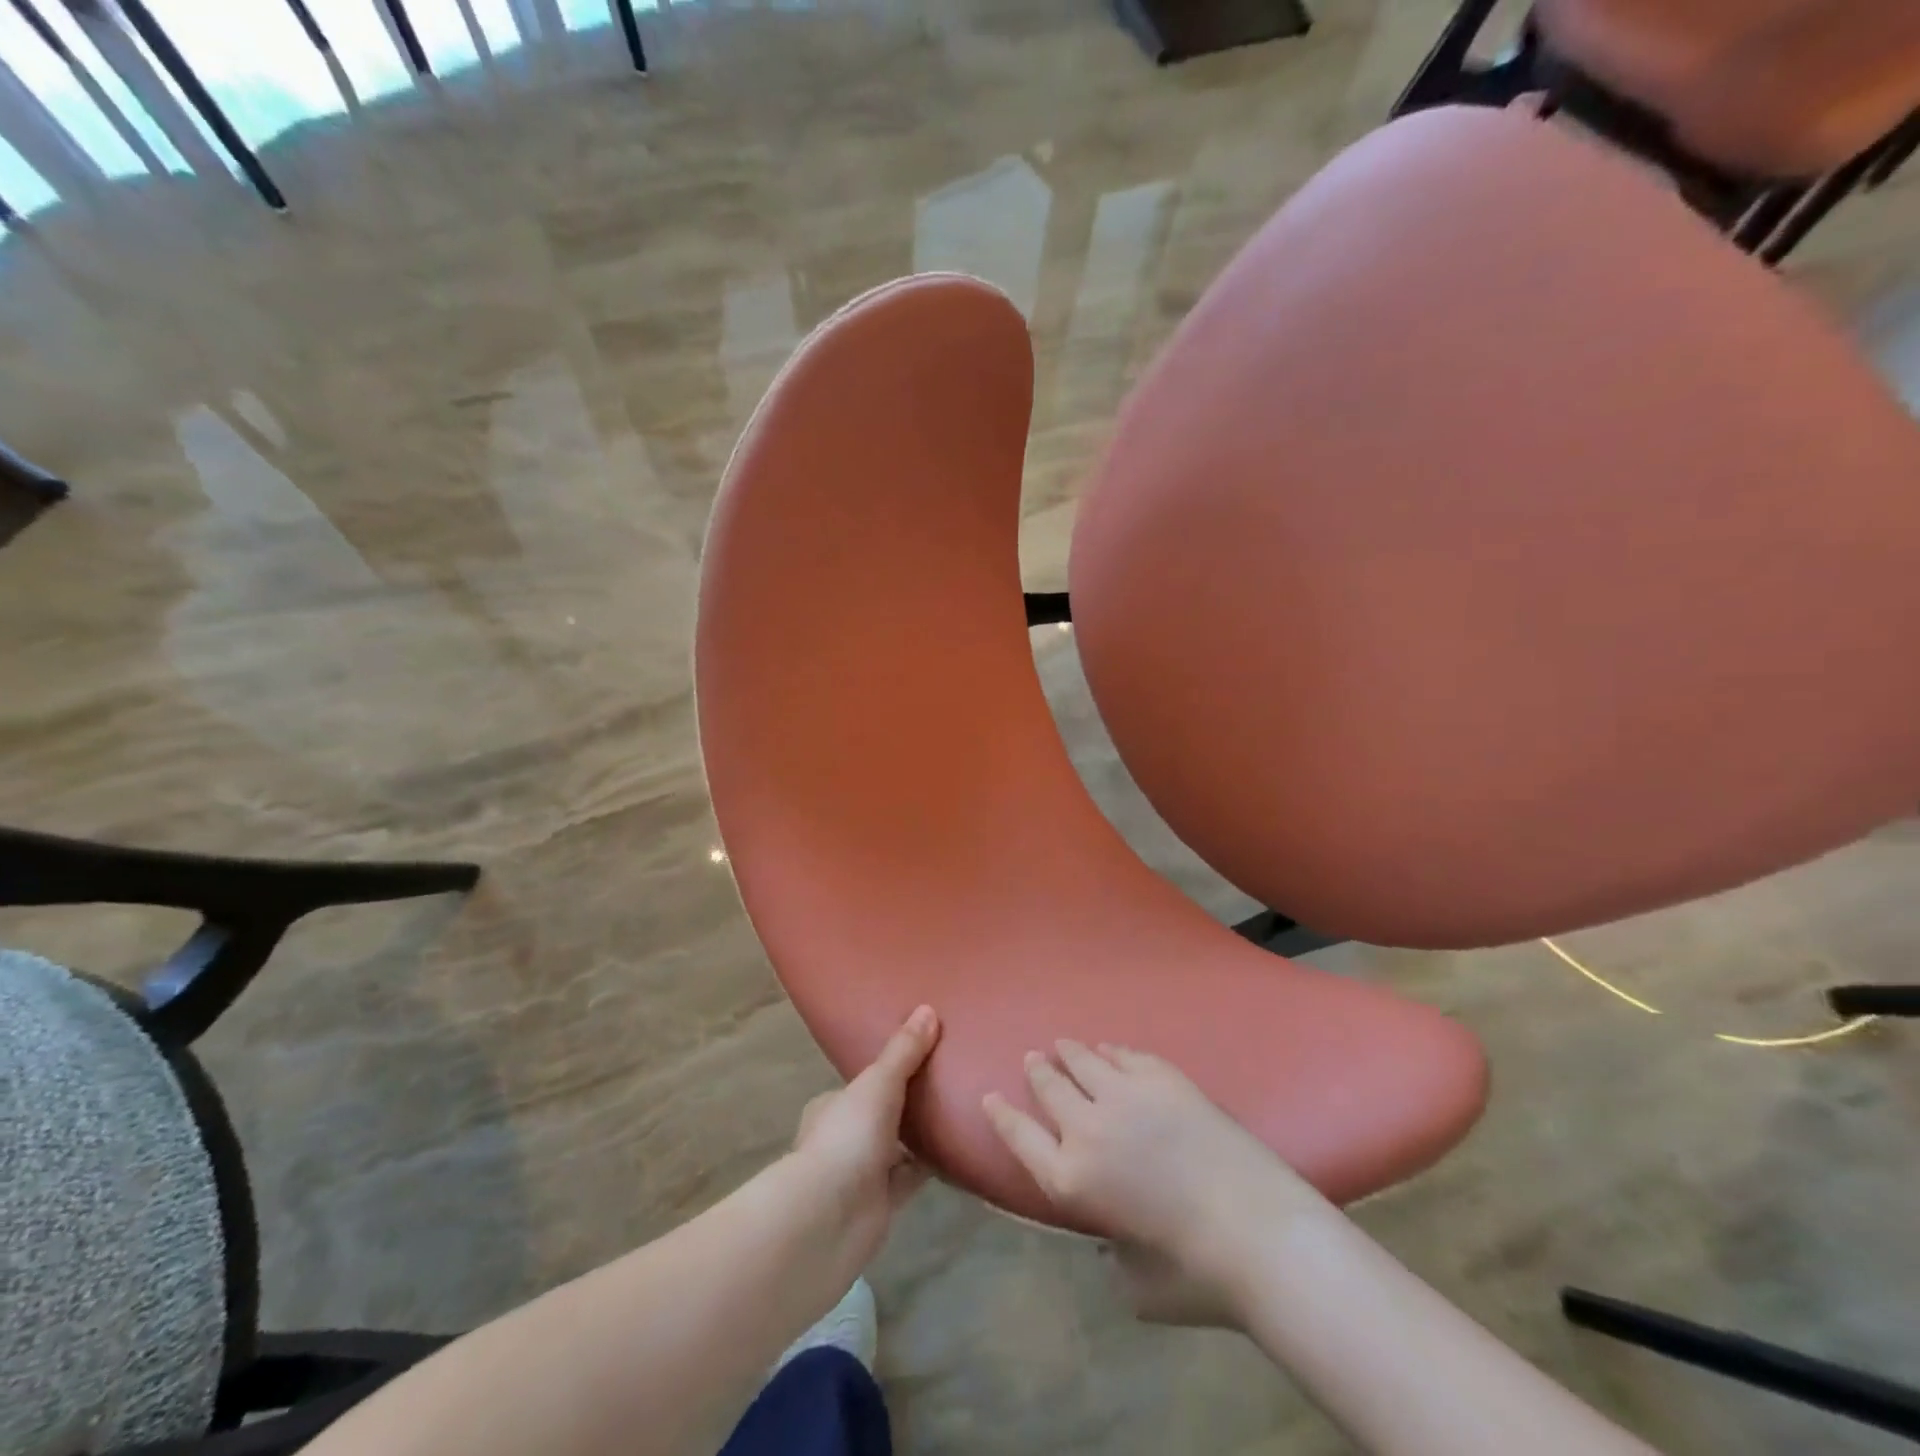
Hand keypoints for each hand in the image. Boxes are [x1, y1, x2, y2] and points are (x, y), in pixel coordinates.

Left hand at [791, 1005, 940, 1270]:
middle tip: (952, 1078)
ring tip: (963, 1107)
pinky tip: (961, 1149)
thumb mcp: (878, 1082)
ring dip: (923, 1134)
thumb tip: (928, 1009)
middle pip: (884, 1113)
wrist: (828, 1220)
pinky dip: (933, 1165)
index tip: (925, 1053)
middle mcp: (845, 1136)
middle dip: (911, 1102)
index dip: (891, 1068)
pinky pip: (913, 1176)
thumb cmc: (846, 1137)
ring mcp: (862, 1172)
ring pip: (899, 1145)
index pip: (864, 1081)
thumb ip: (904, 1051)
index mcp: (833, 1104)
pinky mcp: (882, 1203)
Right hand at [983, 1041, 1322, 1326]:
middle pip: (1049, 1087)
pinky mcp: (1161, 1077)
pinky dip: (1111, 1051)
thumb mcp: (1136, 1285)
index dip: (1002, 1115)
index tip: (990, 1096)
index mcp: (1071, 1181)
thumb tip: (1111, 1240)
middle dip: (1037, 1071)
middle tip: (1033, 1058)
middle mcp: (1086, 1129)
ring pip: (1083, 1060)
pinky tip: (1110, 1050)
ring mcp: (1124, 1095)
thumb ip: (1111, 1257)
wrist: (1256, 1231)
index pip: (1020, 1138)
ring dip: (1069, 1052)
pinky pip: (1125, 1055)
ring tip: (1063, 1045)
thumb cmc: (1196, 1273)